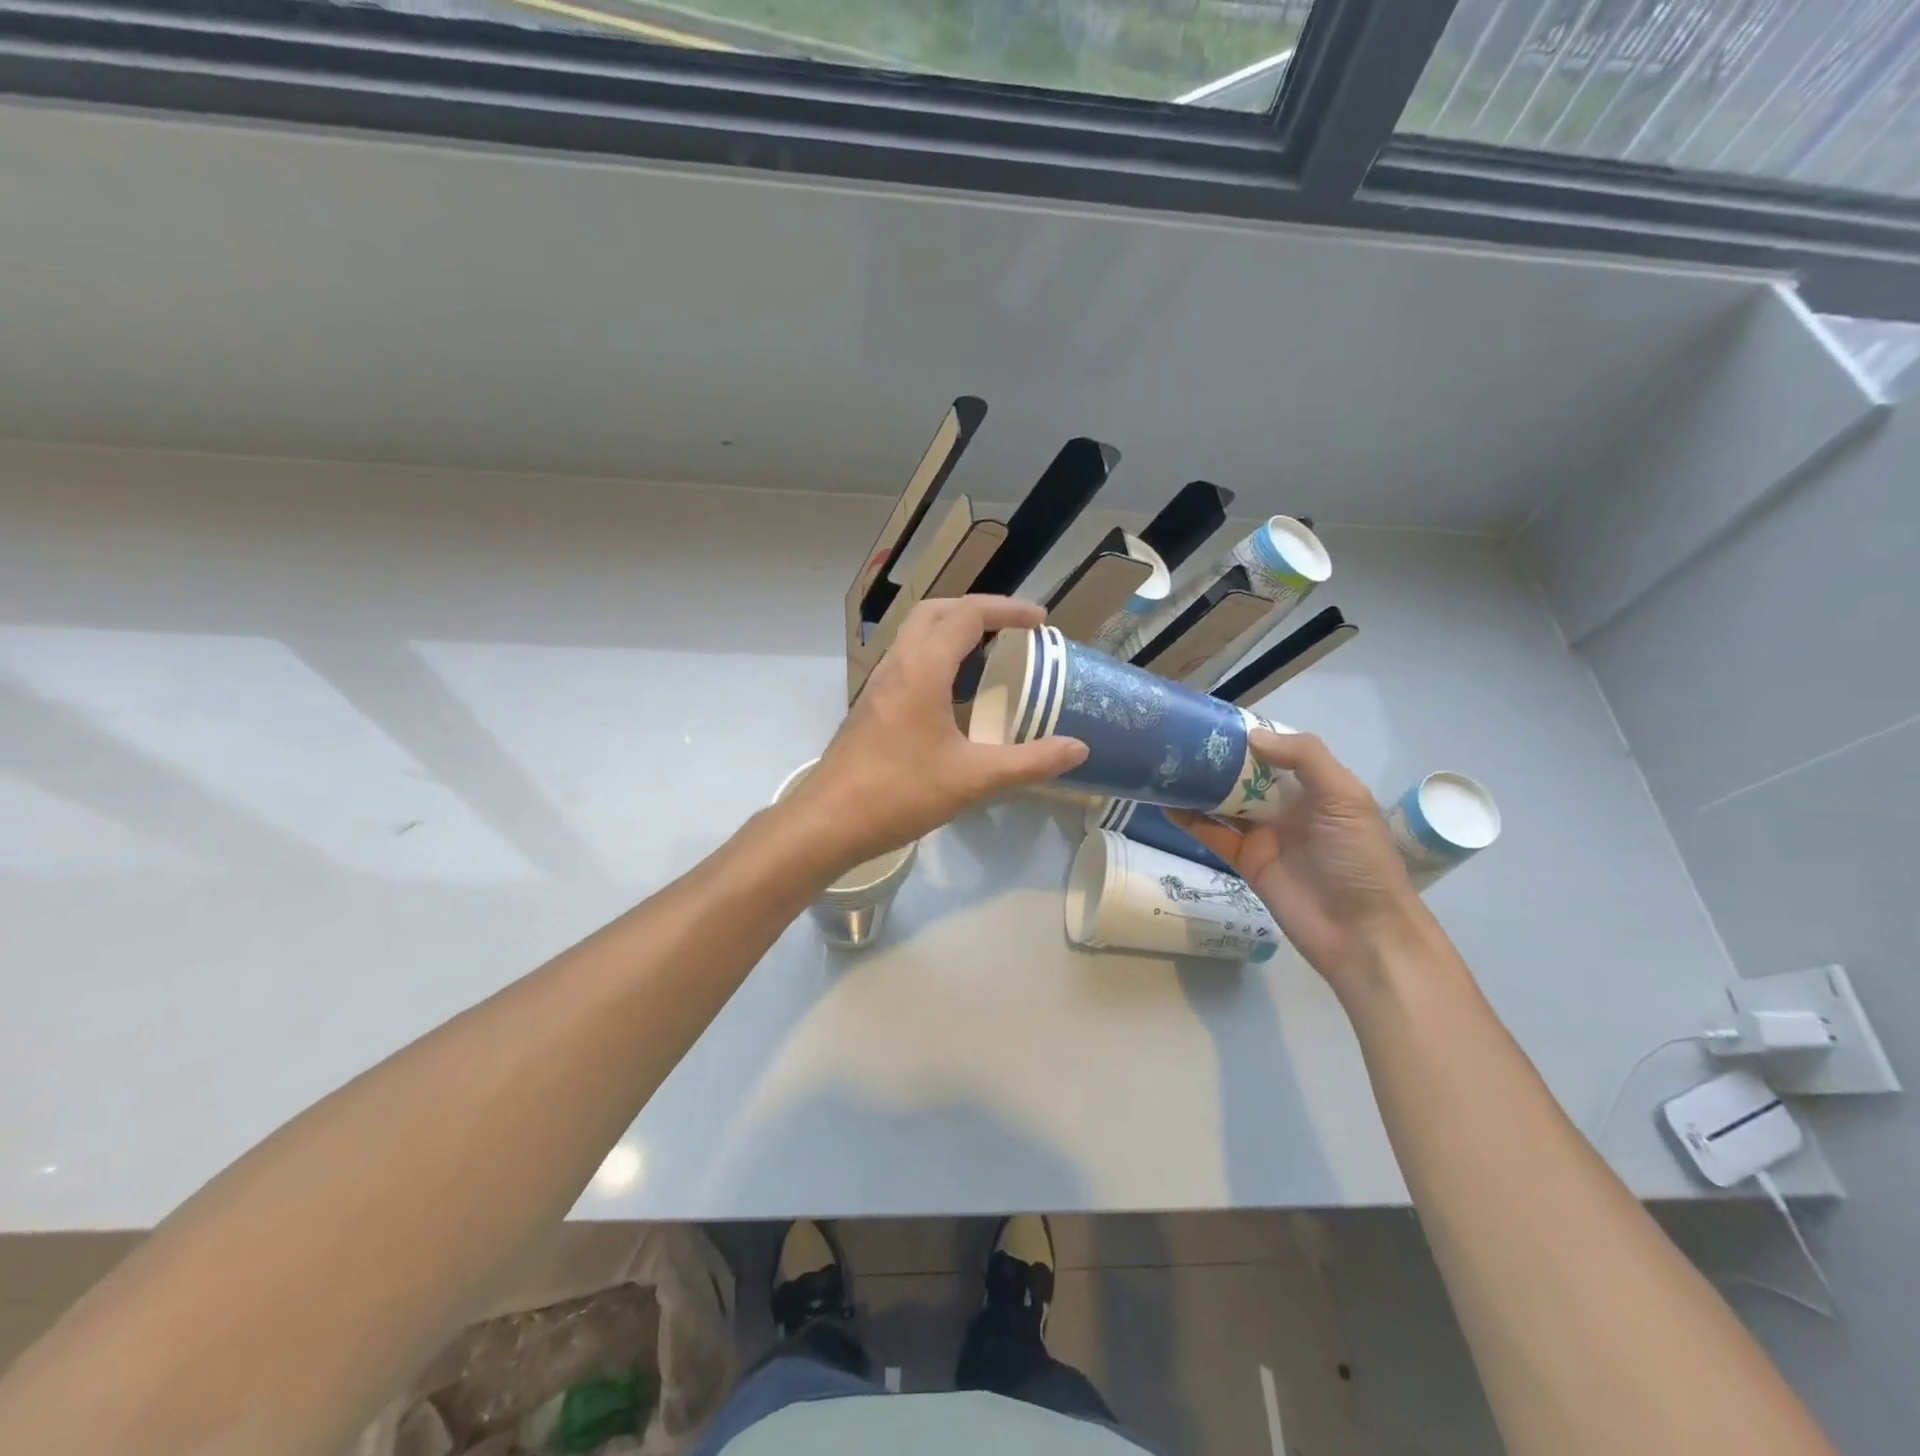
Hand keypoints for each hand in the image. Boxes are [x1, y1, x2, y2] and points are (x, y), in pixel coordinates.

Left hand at [787, 597, 1088, 872]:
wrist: (828, 821)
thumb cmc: (900, 793)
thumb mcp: (973, 779)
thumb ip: (1029, 762)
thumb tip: (1078, 749)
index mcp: (923, 669)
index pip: (967, 615)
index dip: (1007, 610)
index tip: (1040, 621)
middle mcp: (897, 665)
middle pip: (936, 611)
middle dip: (977, 610)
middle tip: (1012, 629)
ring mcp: (879, 685)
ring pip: (916, 635)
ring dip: (952, 632)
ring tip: (989, 655)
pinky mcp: (871, 707)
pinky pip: (907, 662)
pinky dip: (936, 658)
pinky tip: (954, 695)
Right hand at [1172, 731, 1431, 989]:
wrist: (1360, 933)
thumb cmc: (1358, 859)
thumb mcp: (1345, 799)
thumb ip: (1305, 759)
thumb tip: (1251, 736)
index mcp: (1316, 786)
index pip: (1276, 751)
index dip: (1248, 735)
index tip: (1212, 719)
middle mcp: (1287, 805)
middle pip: (1244, 775)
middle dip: (1216, 759)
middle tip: (1176, 739)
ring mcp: (1263, 834)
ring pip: (1224, 802)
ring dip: (1198, 786)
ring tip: (1163, 766)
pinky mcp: (1244, 861)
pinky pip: (1212, 835)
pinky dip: (1190, 820)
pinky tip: (1166, 803)